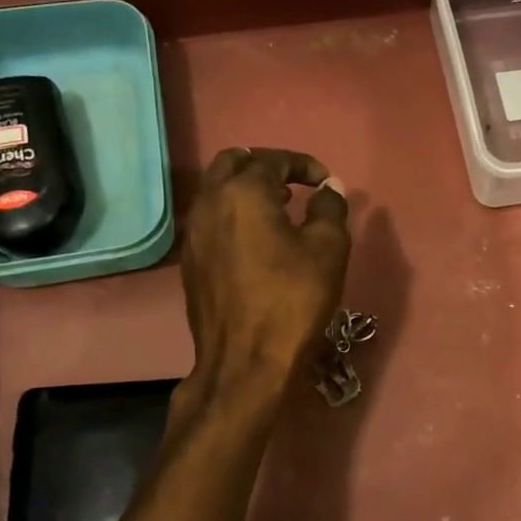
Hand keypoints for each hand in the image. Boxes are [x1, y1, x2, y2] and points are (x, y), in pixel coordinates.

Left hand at [179, 147, 350, 400]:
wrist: (247, 361)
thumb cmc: (293, 299)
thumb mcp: (328, 249)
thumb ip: (330, 208)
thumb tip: (328, 187)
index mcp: (243, 193)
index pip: (272, 159)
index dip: (302, 164)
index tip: (325, 181)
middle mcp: (209, 203)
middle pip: (231, 163)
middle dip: (265, 166)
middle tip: (294, 185)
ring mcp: (193, 234)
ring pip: (216, 191)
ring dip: (246, 189)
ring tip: (279, 210)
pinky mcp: (190, 262)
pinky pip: (210, 219)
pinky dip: (233, 215)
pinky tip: (258, 240)